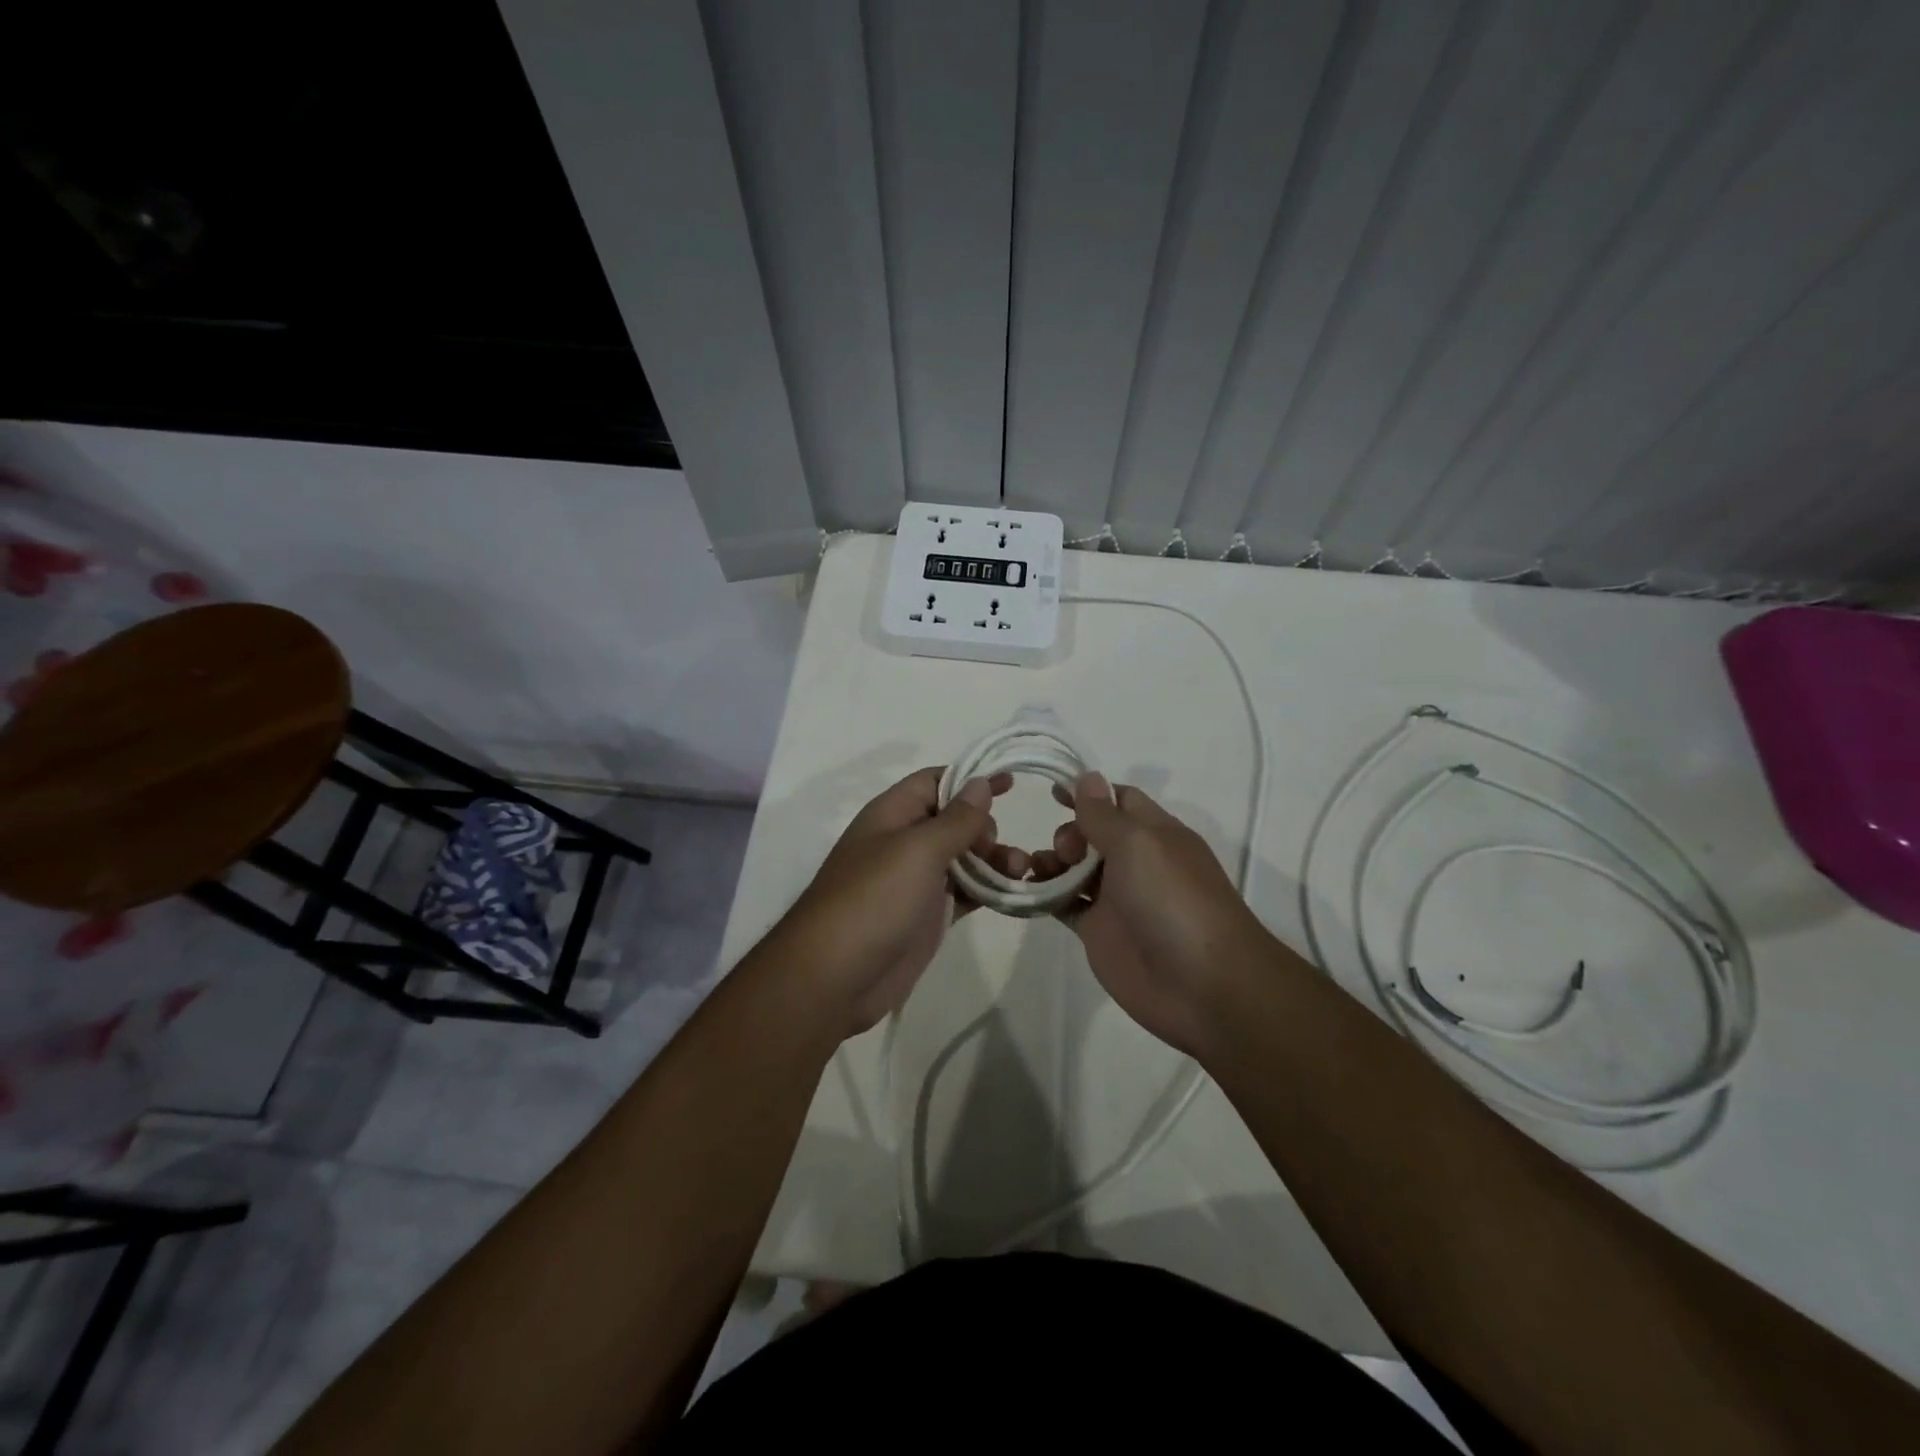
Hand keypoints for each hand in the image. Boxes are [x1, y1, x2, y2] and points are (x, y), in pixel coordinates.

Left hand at [772, 767, 1019, 1036]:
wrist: (834, 977)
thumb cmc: (873, 900)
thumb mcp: (917, 850)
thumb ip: (955, 819)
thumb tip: (981, 783)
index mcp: (892, 815)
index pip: (934, 782)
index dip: (971, 778)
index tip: (1012, 782)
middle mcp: (903, 842)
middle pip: (953, 820)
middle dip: (985, 826)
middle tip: (1001, 847)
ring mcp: (915, 881)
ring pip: (962, 858)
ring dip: (993, 859)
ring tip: (1021, 870)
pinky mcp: (926, 915)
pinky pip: (963, 892)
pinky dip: (988, 889)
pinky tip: (1013, 892)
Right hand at [1033, 773, 1268, 1054]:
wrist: (1201, 986)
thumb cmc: (1173, 901)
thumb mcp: (1139, 844)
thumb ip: (1105, 814)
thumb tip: (1087, 777)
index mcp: (1155, 833)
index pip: (1119, 800)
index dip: (1087, 793)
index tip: (1051, 792)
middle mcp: (1135, 861)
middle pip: (1091, 833)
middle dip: (1068, 832)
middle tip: (1065, 851)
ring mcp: (1116, 898)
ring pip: (1074, 869)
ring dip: (1050, 862)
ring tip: (1036, 870)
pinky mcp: (1098, 931)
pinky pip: (1064, 904)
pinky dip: (1043, 896)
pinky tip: (1023, 891)